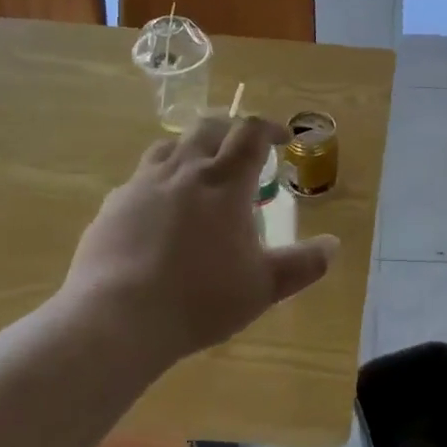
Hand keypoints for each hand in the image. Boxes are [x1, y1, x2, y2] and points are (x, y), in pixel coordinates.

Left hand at [61, 116, 337, 362]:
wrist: (116, 319)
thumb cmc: (200, 298)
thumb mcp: (263, 286)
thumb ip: (302, 264)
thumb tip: (334, 246)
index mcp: (225, 182)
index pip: (251, 133)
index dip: (270, 128)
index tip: (282, 138)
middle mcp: (185, 170)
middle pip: (209, 127)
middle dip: (231, 130)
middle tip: (243, 149)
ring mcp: (143, 184)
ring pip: (171, 145)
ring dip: (192, 148)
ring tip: (200, 171)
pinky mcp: (112, 206)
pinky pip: (140, 178)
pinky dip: (159, 181)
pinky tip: (159, 211)